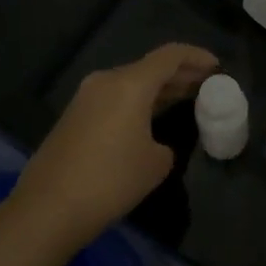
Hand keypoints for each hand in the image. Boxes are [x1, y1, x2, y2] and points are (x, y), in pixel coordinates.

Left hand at [7, 43, 218, 253]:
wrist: (47, 209)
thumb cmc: (110, 180)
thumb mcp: (156, 163)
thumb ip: (166, 143)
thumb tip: (155, 143)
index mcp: (130, 84)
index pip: (170, 56)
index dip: (197, 57)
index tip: (217, 68)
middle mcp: (106, 81)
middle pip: (150, 67)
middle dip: (180, 74)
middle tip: (206, 84)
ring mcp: (86, 98)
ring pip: (131, 83)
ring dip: (158, 89)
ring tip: (184, 100)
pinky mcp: (74, 117)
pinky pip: (115, 98)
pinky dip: (138, 102)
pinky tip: (151, 119)